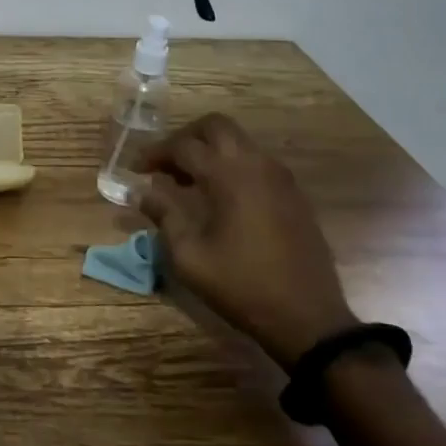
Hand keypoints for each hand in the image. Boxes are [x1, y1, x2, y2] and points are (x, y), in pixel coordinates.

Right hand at [138, 113, 356, 367]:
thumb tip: (141, 192)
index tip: (137, 169)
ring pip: (239, 141)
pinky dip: (233, 164)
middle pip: (216, 126)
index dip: (155, 153)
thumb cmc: (242, 286)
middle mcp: (256, 165)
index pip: (183, 146)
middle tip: (167, 163)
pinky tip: (221, 196)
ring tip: (189, 181)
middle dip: (186, 137)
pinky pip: (257, 161)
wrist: (309, 319)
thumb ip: (164, 216)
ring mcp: (280, 177)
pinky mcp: (294, 194)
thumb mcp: (190, 257)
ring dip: (211, 149)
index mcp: (228, 176)